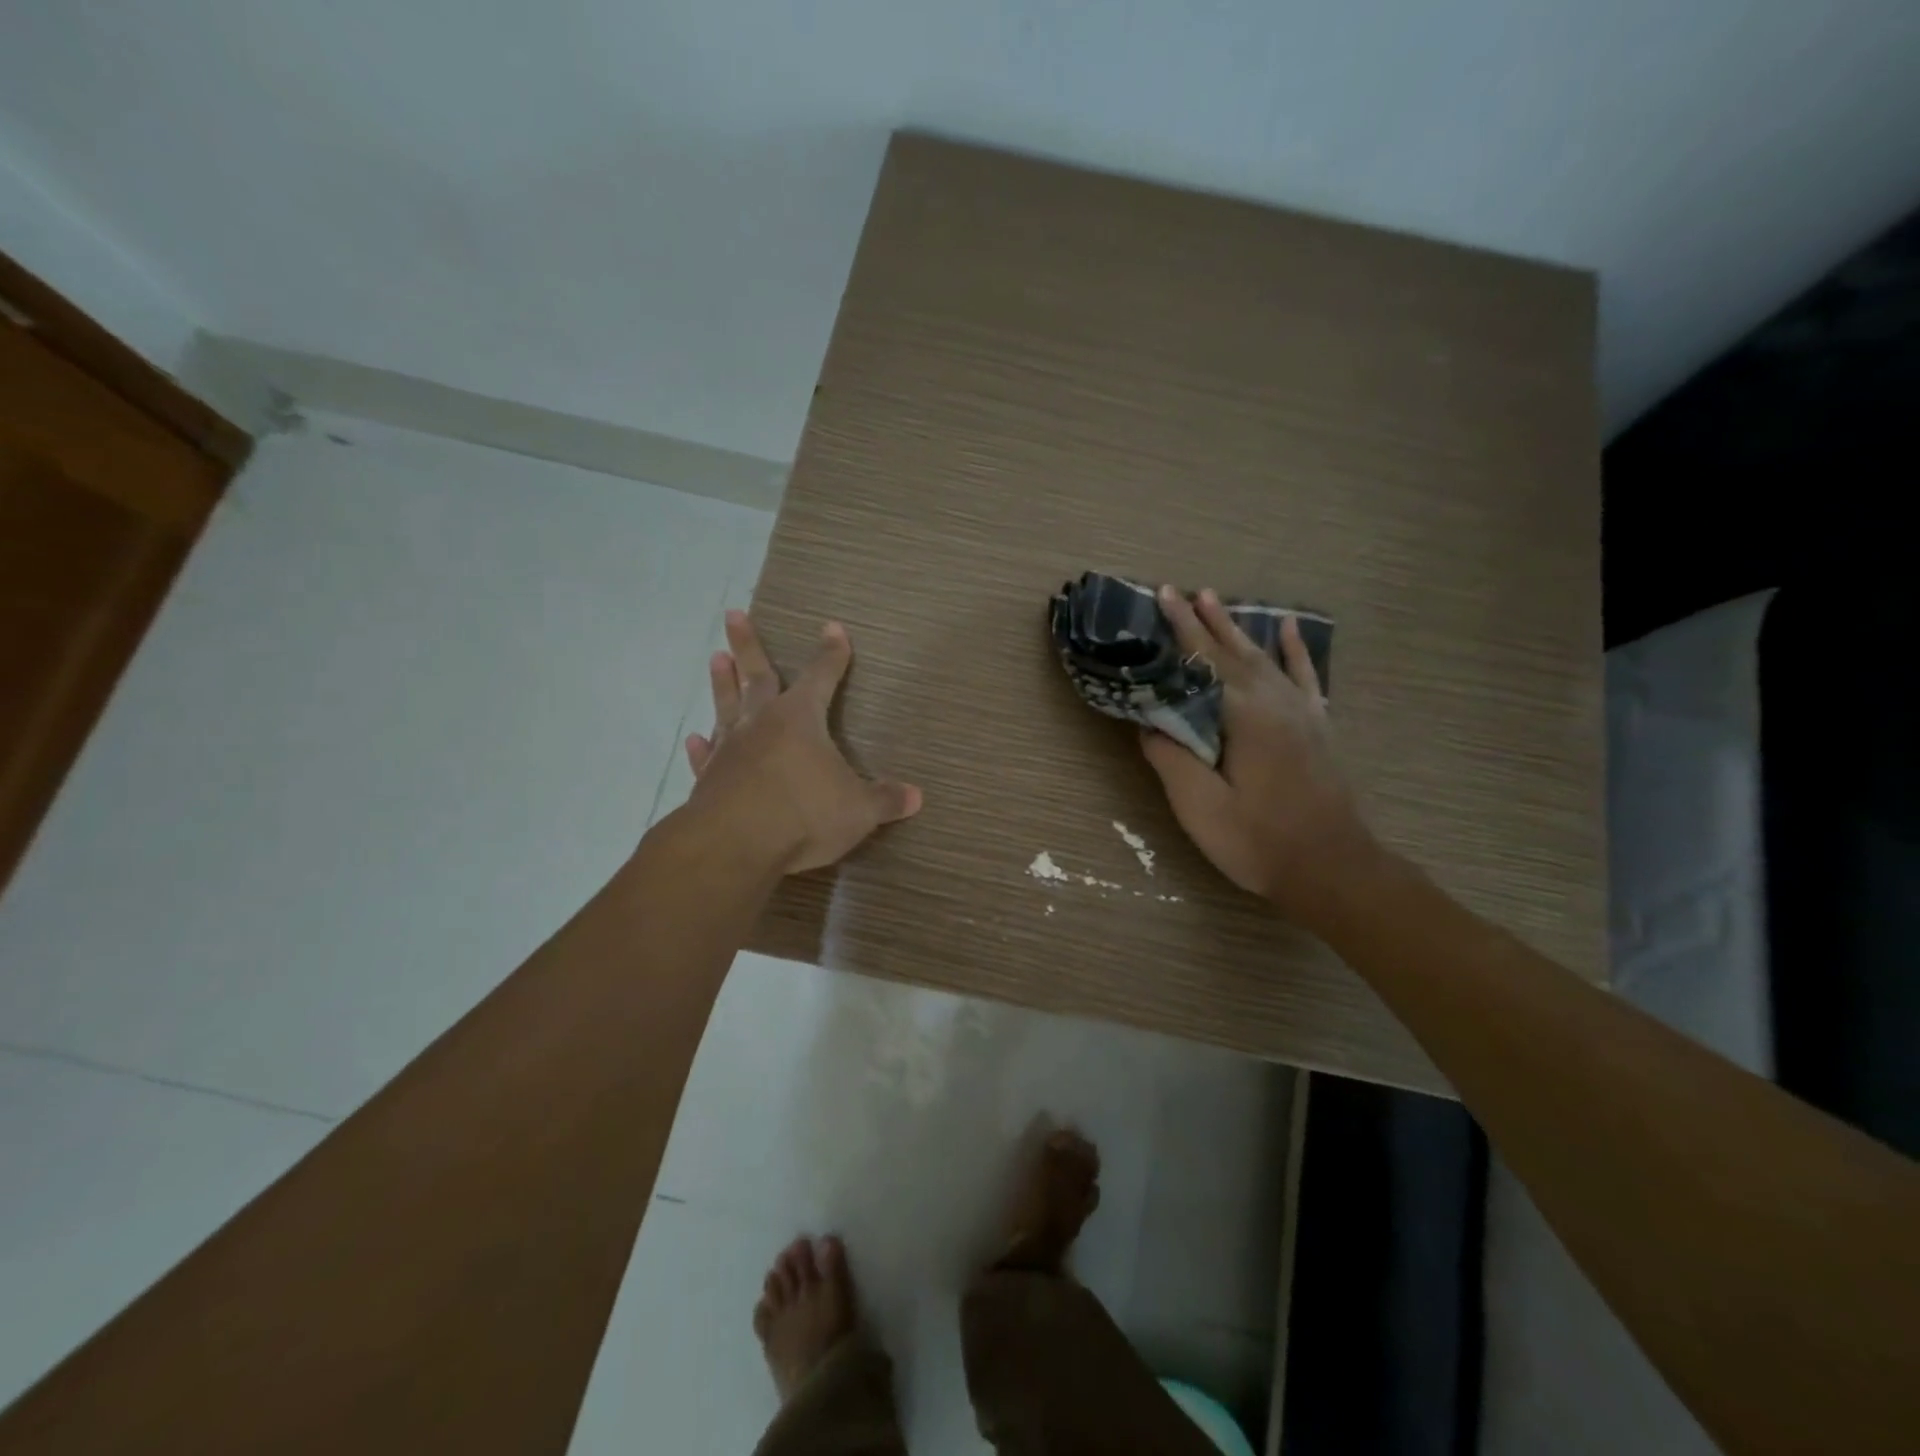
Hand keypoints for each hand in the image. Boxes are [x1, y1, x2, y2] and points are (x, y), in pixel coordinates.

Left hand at [683, 612, 921, 874]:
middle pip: (757, 675)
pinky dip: (701, 747)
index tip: (833, 629)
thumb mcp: (859, 810)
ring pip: (727, 706)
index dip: (831, 654)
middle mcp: (762, 724)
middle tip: (733, 614)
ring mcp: (731, 750)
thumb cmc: (805, 814)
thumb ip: (885, 800)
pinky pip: (706, 755)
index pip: (822, 677)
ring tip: (715, 657)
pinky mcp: (708, 779)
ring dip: (722, 683)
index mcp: (801, 719)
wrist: (735, 844)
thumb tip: (916, 797)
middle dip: (748, 645)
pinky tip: (695, 738)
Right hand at [1141, 587, 1375, 917]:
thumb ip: (1171, 758)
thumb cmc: (1259, 841)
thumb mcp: (1200, 806)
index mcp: (1244, 717)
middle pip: (1233, 651)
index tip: (1162, 596)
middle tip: (1180, 590)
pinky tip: (1289, 629)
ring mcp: (1302, 712)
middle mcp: (1275, 702)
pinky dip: (1295, 650)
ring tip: (1217, 599)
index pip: (1204, 661)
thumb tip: (1150, 723)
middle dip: (1203, 620)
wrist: (1333, 869)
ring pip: (1265, 657)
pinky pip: (1306, 676)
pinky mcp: (1318, 727)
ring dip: (1238, 628)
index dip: (1181, 629)